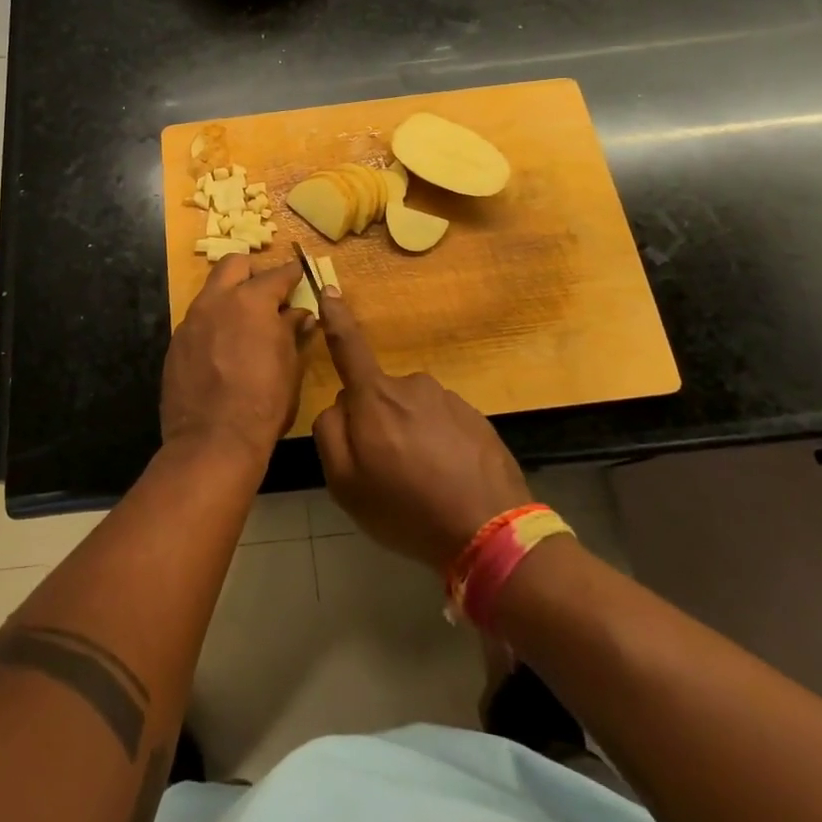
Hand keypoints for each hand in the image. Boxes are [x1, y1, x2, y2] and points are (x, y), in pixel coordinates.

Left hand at [160, 256, 314, 464]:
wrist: (213, 441)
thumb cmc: (263, 402)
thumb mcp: (289, 366)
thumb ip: (292, 332)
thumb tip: (300, 315)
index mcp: (251, 301)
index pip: (277, 274)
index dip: (291, 273)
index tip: (299, 274)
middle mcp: (217, 301)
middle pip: (234, 264)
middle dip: (252, 271)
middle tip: (266, 292)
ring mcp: (191, 320)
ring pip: (211, 291)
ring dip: (229, 297)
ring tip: (244, 321)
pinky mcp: (176, 343)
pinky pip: (197, 321)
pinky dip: (213, 324)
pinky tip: (223, 348)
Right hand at [312, 290, 531, 571]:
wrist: (492, 532)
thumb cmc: (407, 508)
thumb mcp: (345, 484)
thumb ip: (329, 434)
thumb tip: (338, 405)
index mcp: (374, 397)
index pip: (348, 346)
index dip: (336, 317)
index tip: (330, 289)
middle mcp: (411, 386)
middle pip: (380, 396)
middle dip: (378, 423)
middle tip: (388, 473)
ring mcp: (448, 400)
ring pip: (413, 412)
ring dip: (411, 437)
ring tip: (423, 484)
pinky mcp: (476, 418)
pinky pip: (443, 426)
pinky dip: (440, 448)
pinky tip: (448, 482)